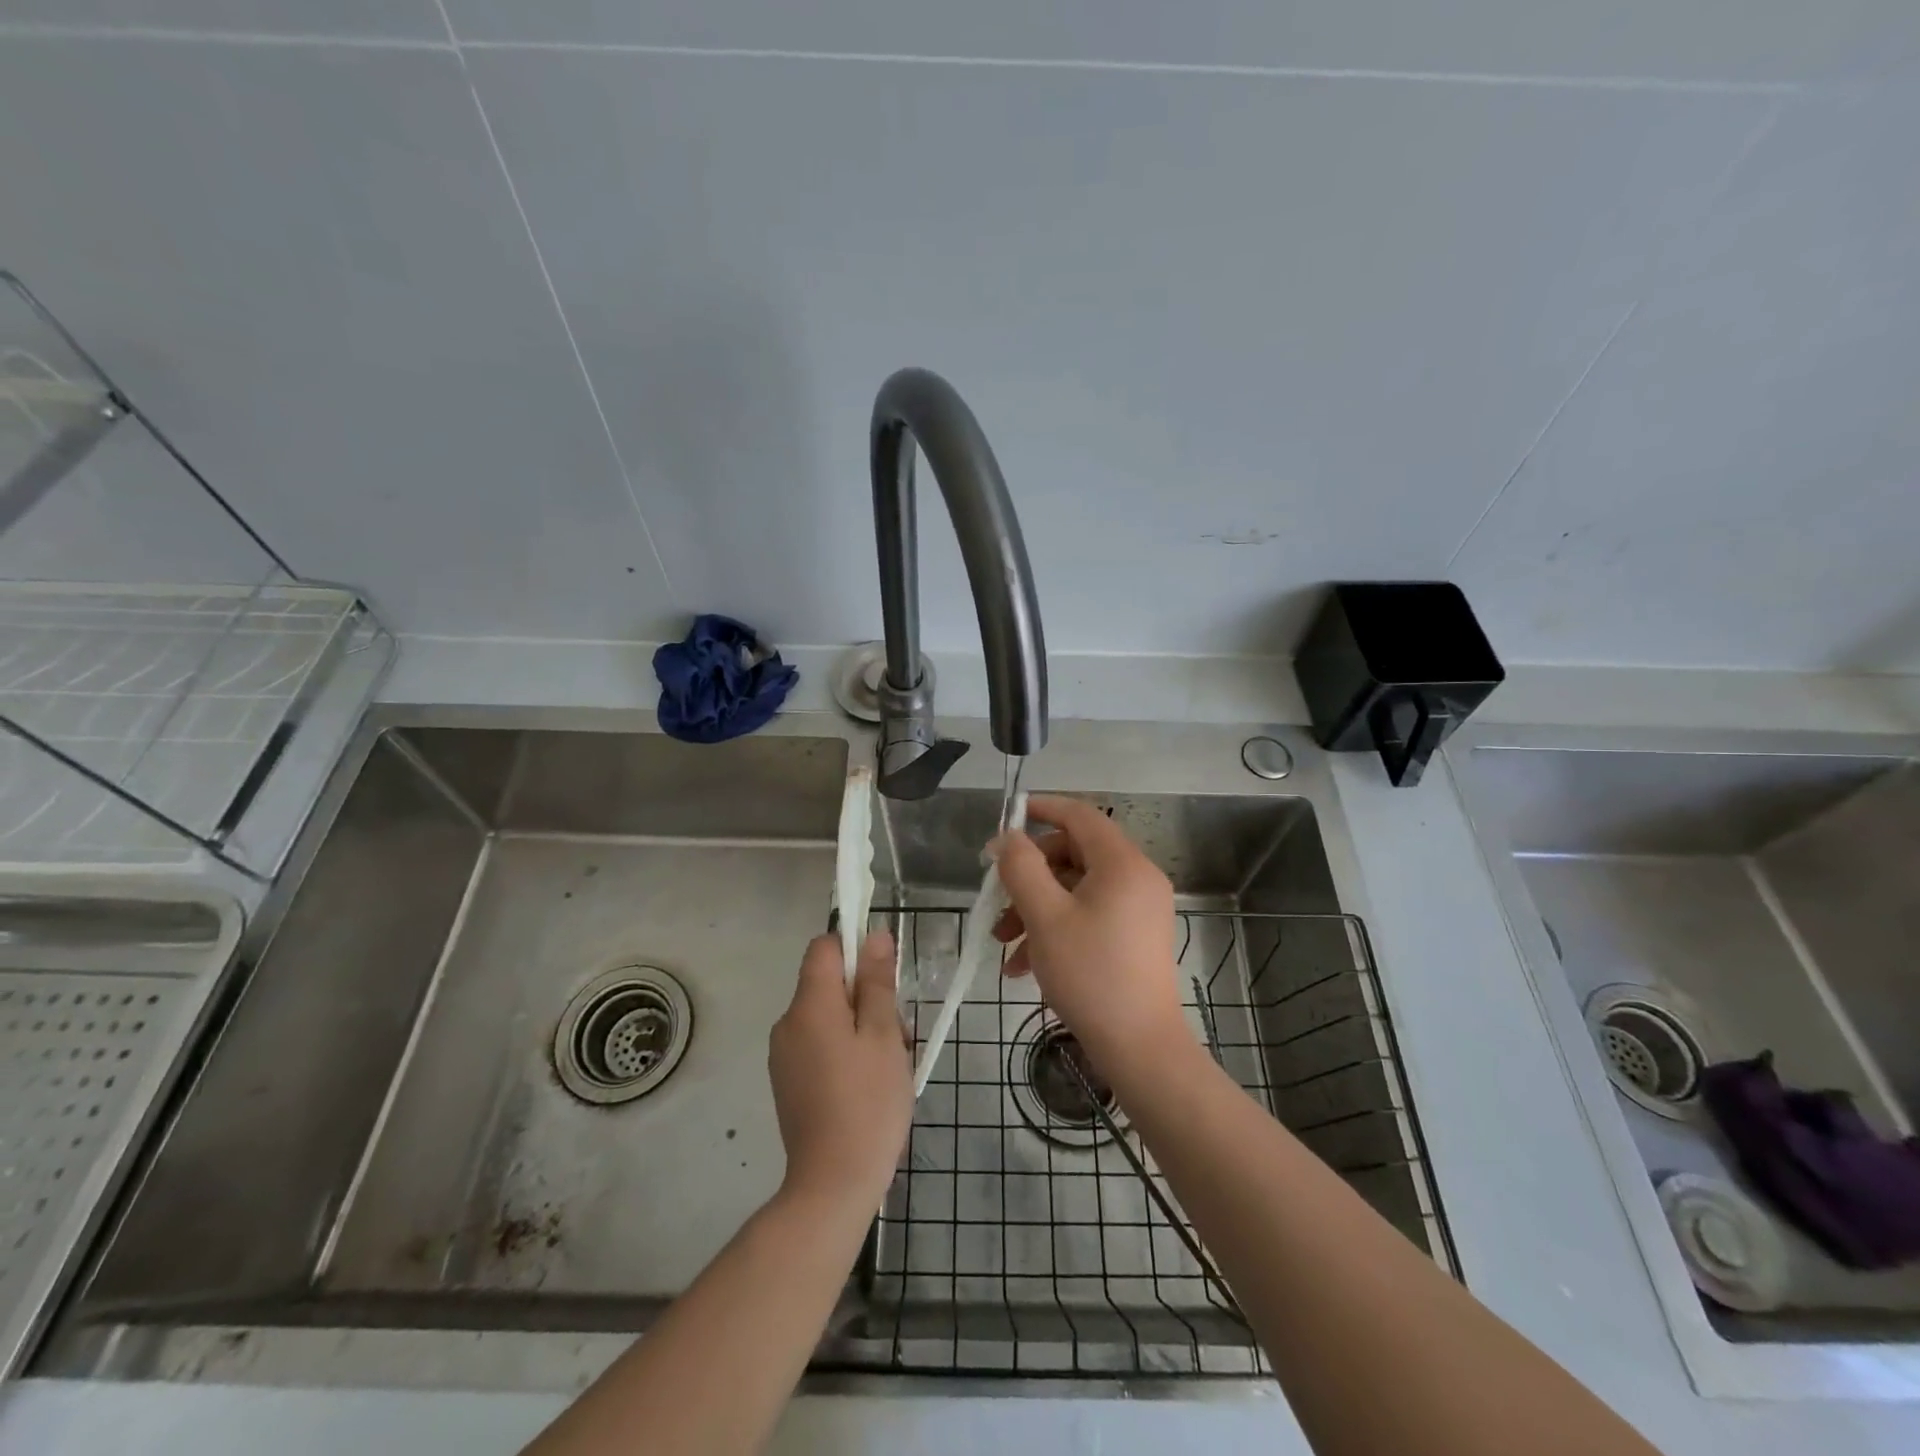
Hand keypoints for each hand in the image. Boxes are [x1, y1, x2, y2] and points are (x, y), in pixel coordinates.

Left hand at [769, 931, 911, 1215]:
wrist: (833, 1184)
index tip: (883, 980)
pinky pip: (818, 1044)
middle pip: (828, 984)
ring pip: (827, 1016)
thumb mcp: (883, 1035)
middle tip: (895, 1035)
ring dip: (858, 1026)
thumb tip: (872, 935)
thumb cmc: (867, 1102)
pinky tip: (866, 1084)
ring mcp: (784, 1055)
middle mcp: (787, 1023)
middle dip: (864, 997)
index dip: (854, 950)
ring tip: (885, 1065)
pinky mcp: (788, 1081)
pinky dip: (843, 1050)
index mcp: (808, 1005)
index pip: (824, 947)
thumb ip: (876, 982)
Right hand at [990, 794, 1190, 1073]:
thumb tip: (1007, 838)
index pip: (1079, 815)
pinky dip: (1056, 928)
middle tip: (997, 900)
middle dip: (1029, 876)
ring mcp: (1139, 908)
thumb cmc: (1090, 974)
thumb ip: (1021, 868)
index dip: (1042, 809)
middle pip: (1073, 854)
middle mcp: (1137, 878)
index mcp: (1122, 864)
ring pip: (1076, 889)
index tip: (1007, 818)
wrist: (1140, 1047)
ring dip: (1035, 908)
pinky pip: (1089, 915)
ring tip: (1003, 943)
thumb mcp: (1044, 916)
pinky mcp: (1134, 936)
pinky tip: (1024, 965)